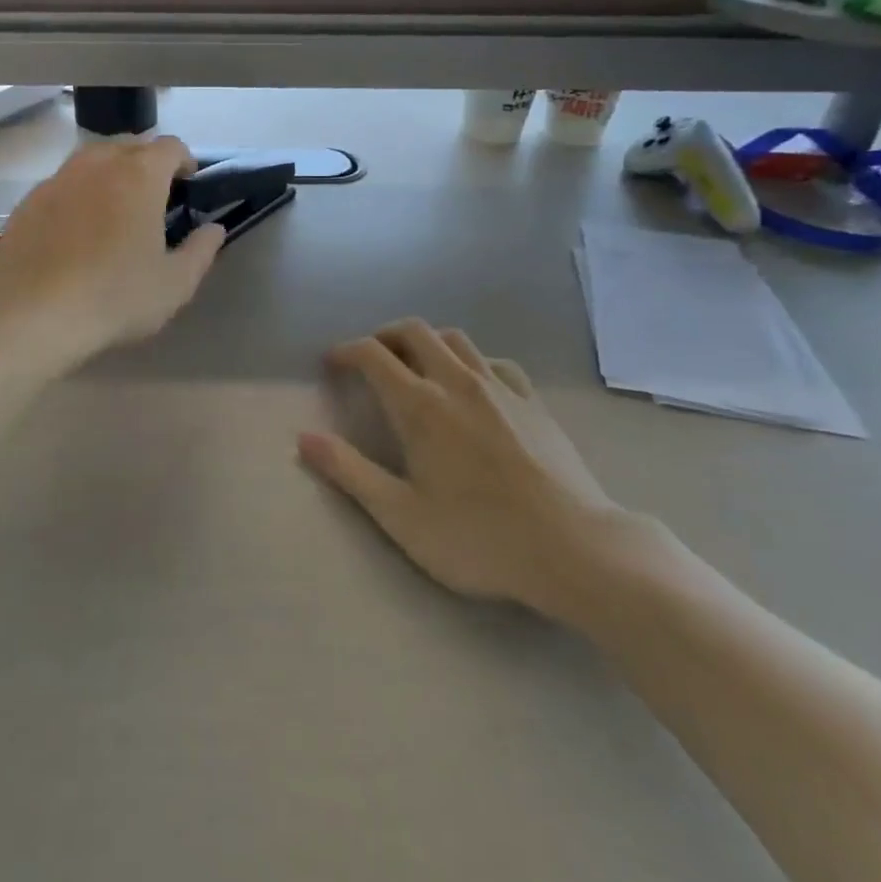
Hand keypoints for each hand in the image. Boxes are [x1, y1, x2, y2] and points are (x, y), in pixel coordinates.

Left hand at [0, 137, 225, 366]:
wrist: (34, 315)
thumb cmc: (116, 297)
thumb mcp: (175, 284)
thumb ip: (201, 250)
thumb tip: (214, 229)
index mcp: (140, 175)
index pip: (170, 146)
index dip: (184, 161)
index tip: (187, 184)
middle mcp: (97, 164)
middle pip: (129, 145)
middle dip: (146, 162)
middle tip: (153, 197)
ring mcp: (58, 179)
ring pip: (91, 160)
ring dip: (110, 173)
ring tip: (114, 208)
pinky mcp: (28, 201)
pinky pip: (62, 184)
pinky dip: (77, 194)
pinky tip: (75, 230)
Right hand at [299, 319, 638, 620]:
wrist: (576, 550)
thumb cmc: (479, 538)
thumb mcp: (401, 516)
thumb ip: (350, 472)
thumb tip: (304, 438)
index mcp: (419, 406)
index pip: (373, 355)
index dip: (346, 351)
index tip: (333, 363)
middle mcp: (457, 382)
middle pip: (414, 331)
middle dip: (384, 336)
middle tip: (371, 358)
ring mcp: (501, 388)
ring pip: (455, 338)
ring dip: (426, 341)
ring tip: (416, 365)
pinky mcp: (534, 402)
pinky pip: (495, 362)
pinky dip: (471, 361)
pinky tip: (473, 384)